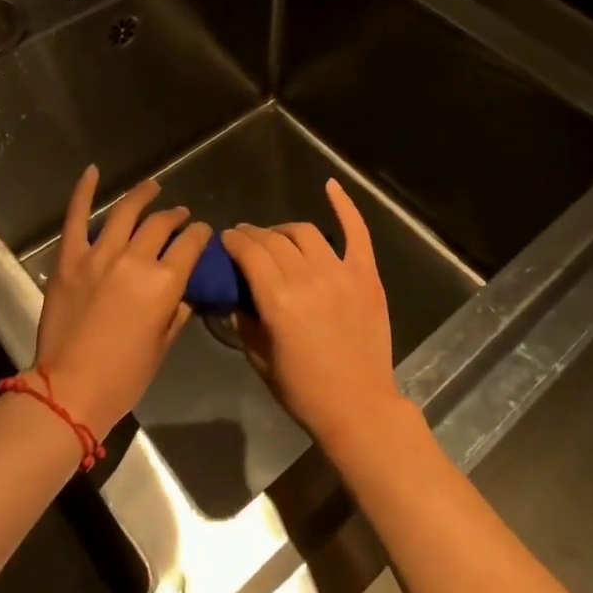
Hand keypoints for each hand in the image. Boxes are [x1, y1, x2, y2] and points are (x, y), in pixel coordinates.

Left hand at [31, 167, 210, 439]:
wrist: (69, 391)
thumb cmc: (124, 376)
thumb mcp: (162, 346)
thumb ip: (177, 311)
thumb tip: (184, 291)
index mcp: (164, 283)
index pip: (190, 244)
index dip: (200, 234)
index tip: (202, 232)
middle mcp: (135, 260)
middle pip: (161, 225)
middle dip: (175, 217)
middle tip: (180, 215)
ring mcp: (99, 255)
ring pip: (126, 212)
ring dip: (143, 195)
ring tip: (153, 187)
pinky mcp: (70, 258)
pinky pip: (77, 217)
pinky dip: (84, 192)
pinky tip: (92, 171)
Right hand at [220, 179, 407, 455]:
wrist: (359, 407)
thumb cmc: (304, 390)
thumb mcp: (260, 359)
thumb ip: (246, 320)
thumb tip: (237, 297)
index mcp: (277, 299)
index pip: (249, 253)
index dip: (234, 241)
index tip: (226, 240)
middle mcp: (307, 277)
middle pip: (274, 240)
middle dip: (254, 235)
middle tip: (246, 239)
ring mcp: (340, 272)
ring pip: (305, 232)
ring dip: (285, 229)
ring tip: (277, 236)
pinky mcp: (366, 275)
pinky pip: (356, 231)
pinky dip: (344, 205)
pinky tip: (330, 185)